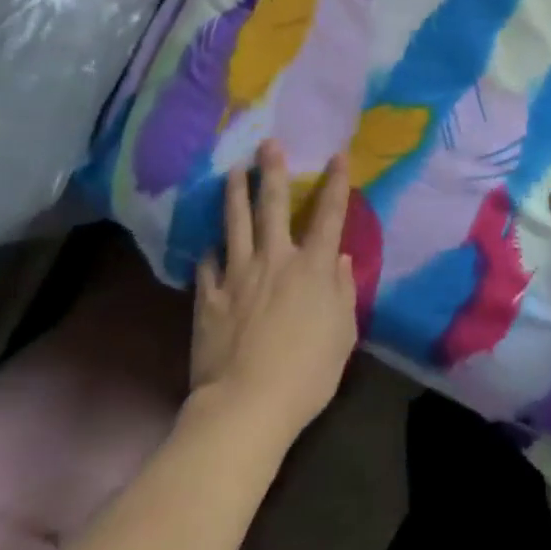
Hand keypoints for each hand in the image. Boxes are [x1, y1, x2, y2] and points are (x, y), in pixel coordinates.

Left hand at [191, 141, 358, 442]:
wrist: (246, 406)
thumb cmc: (307, 373)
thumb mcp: (342, 334)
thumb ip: (342, 291)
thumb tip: (339, 258)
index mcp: (312, 267)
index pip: (329, 215)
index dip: (336, 183)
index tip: (337, 155)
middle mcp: (275, 260)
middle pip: (273, 206)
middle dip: (273, 172)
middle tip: (268, 143)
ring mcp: (237, 277)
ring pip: (235, 225)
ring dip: (235, 194)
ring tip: (233, 171)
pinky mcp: (209, 299)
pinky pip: (208, 266)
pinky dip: (210, 252)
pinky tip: (209, 244)